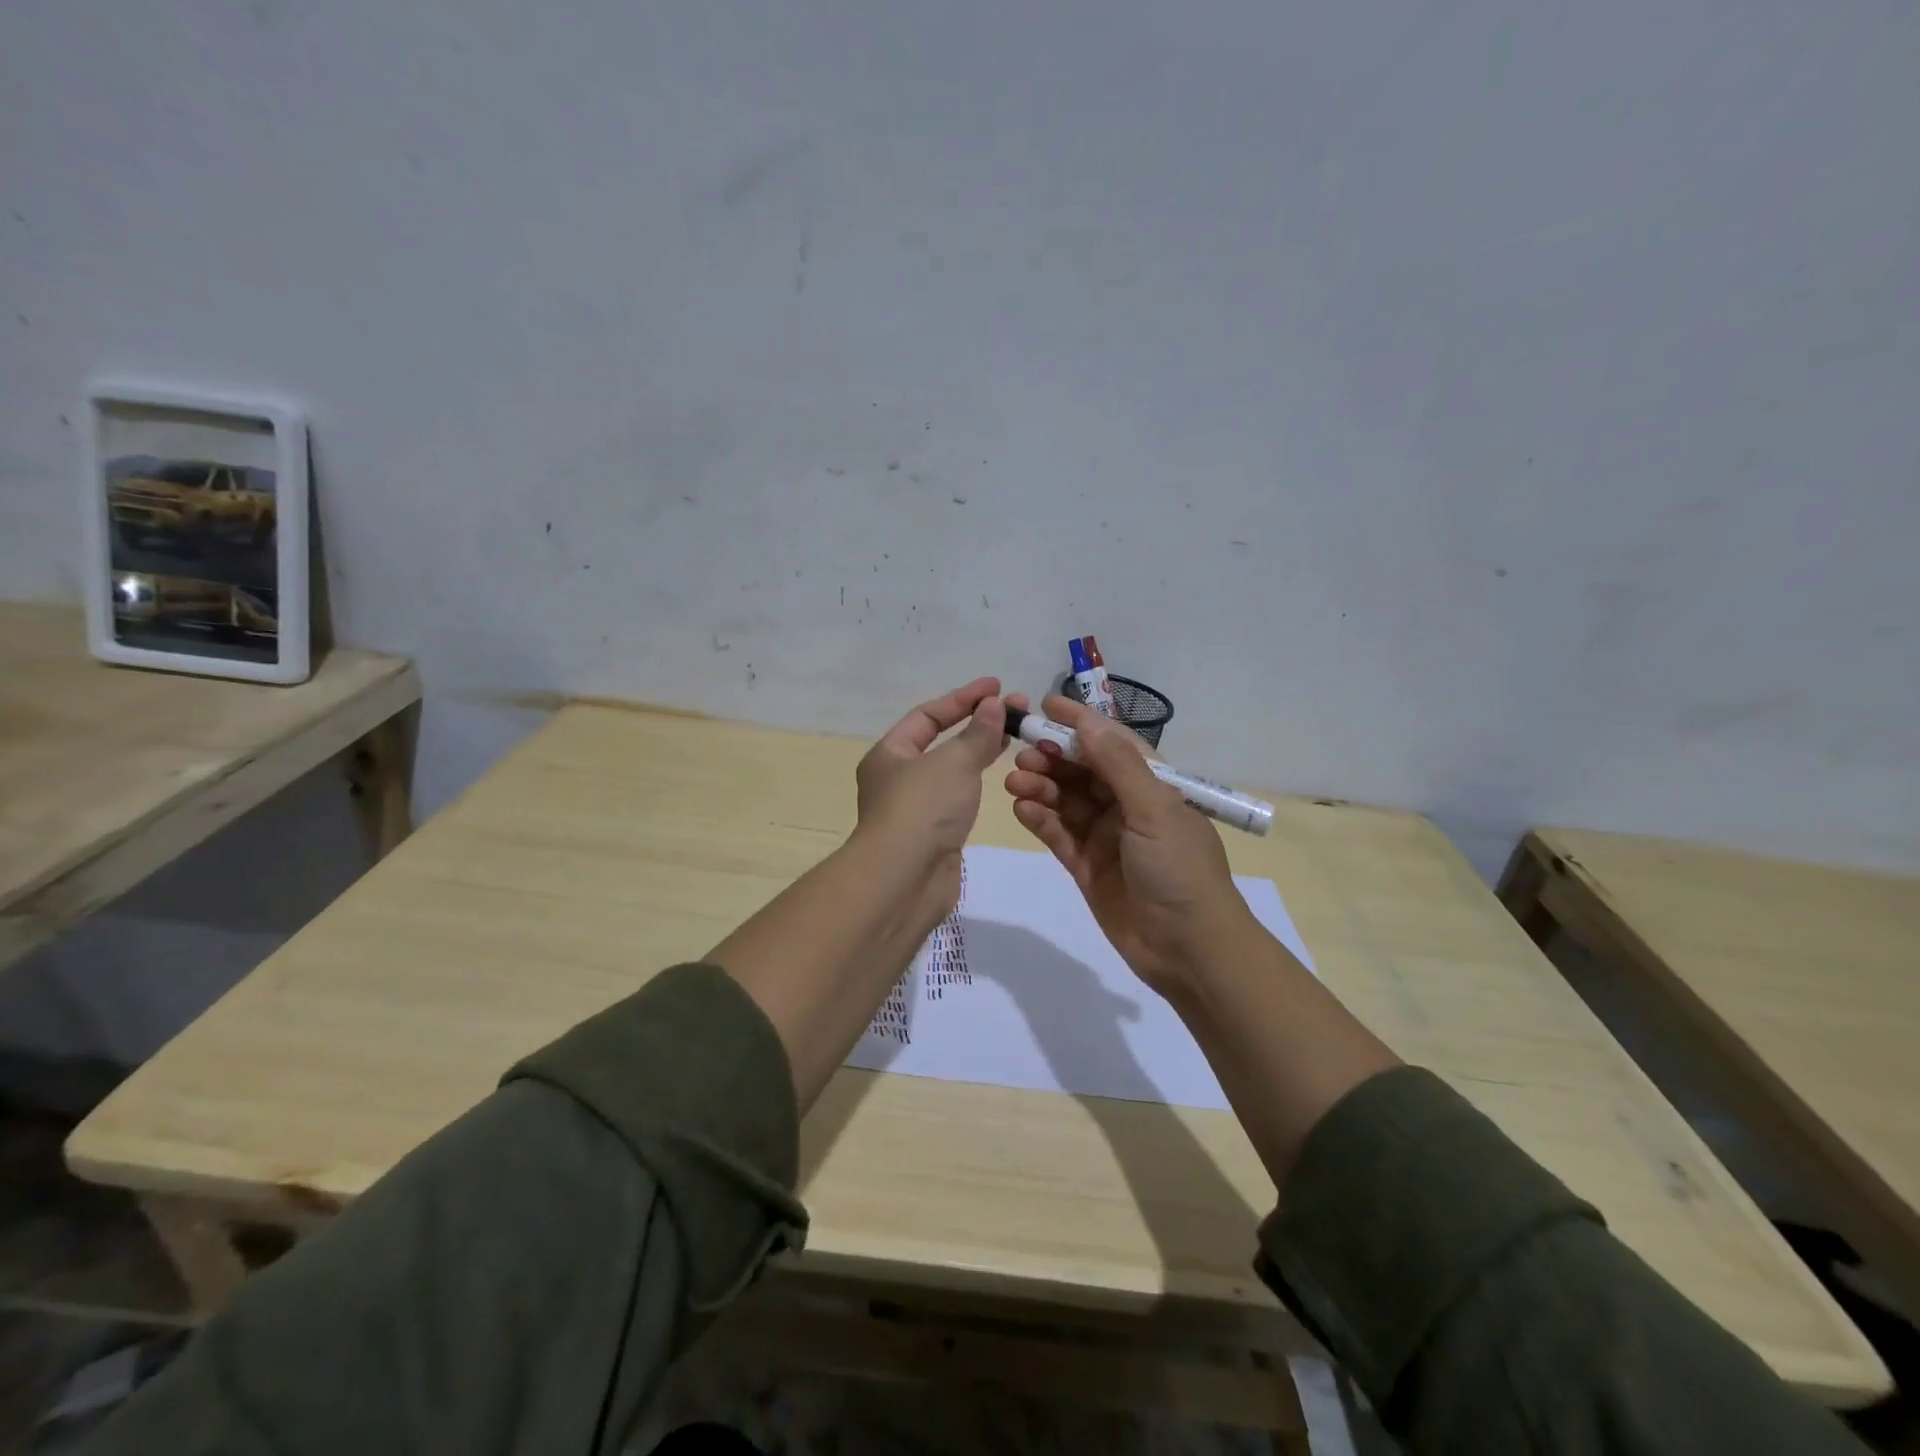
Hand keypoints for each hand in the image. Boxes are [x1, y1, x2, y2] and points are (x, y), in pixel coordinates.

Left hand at [852, 676, 1010, 932]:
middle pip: (941, 741)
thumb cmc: (923, 809)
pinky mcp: (933, 834)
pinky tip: (999, 774)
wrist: (905, 880)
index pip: (928, 715)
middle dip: (977, 723)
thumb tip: (994, 706)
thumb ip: (977, 733)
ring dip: (980, 751)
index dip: (963, 698)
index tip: (997, 687)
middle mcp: (898, 778)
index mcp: (890, 754)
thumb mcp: (953, 762)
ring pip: (952, 770)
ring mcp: (916, 808)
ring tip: (1015, 736)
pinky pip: (958, 797)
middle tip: (1017, 710)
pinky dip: (977, 782)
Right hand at [1005, 694, 1253, 993]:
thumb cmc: (1179, 870)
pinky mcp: (1086, 866)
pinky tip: (1022, 808)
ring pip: (1065, 801)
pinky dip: (1040, 820)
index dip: (1080, 723)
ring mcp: (1105, 837)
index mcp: (1152, 785)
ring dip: (1040, 786)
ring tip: (1014, 781)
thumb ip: (1118, 766)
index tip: (1044, 706)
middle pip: (1082, 770)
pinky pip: (1058, 834)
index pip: (1111, 743)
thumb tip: (1087, 722)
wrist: (1189, 950)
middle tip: (1021, 753)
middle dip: (1052, 757)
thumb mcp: (1154, 810)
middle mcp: (1127, 805)